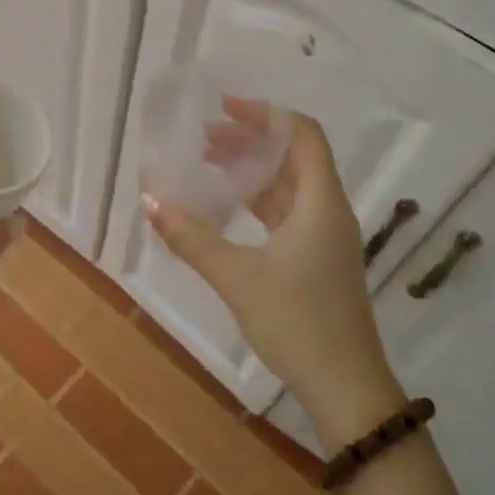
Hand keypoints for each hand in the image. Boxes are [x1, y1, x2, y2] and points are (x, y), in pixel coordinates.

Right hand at [145, 103, 405, 447]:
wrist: (345, 386)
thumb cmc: (296, 322)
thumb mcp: (237, 277)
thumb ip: (192, 238)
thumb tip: (149, 202)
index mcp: (320, 202)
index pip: (301, 135)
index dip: (265, 115)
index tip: (224, 108)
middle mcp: (328, 211)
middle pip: (293, 157)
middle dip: (250, 141)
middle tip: (205, 137)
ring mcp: (326, 237)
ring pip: (289, 186)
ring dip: (252, 171)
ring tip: (210, 164)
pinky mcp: (318, 259)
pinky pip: (288, 213)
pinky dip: (258, 201)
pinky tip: (228, 207)